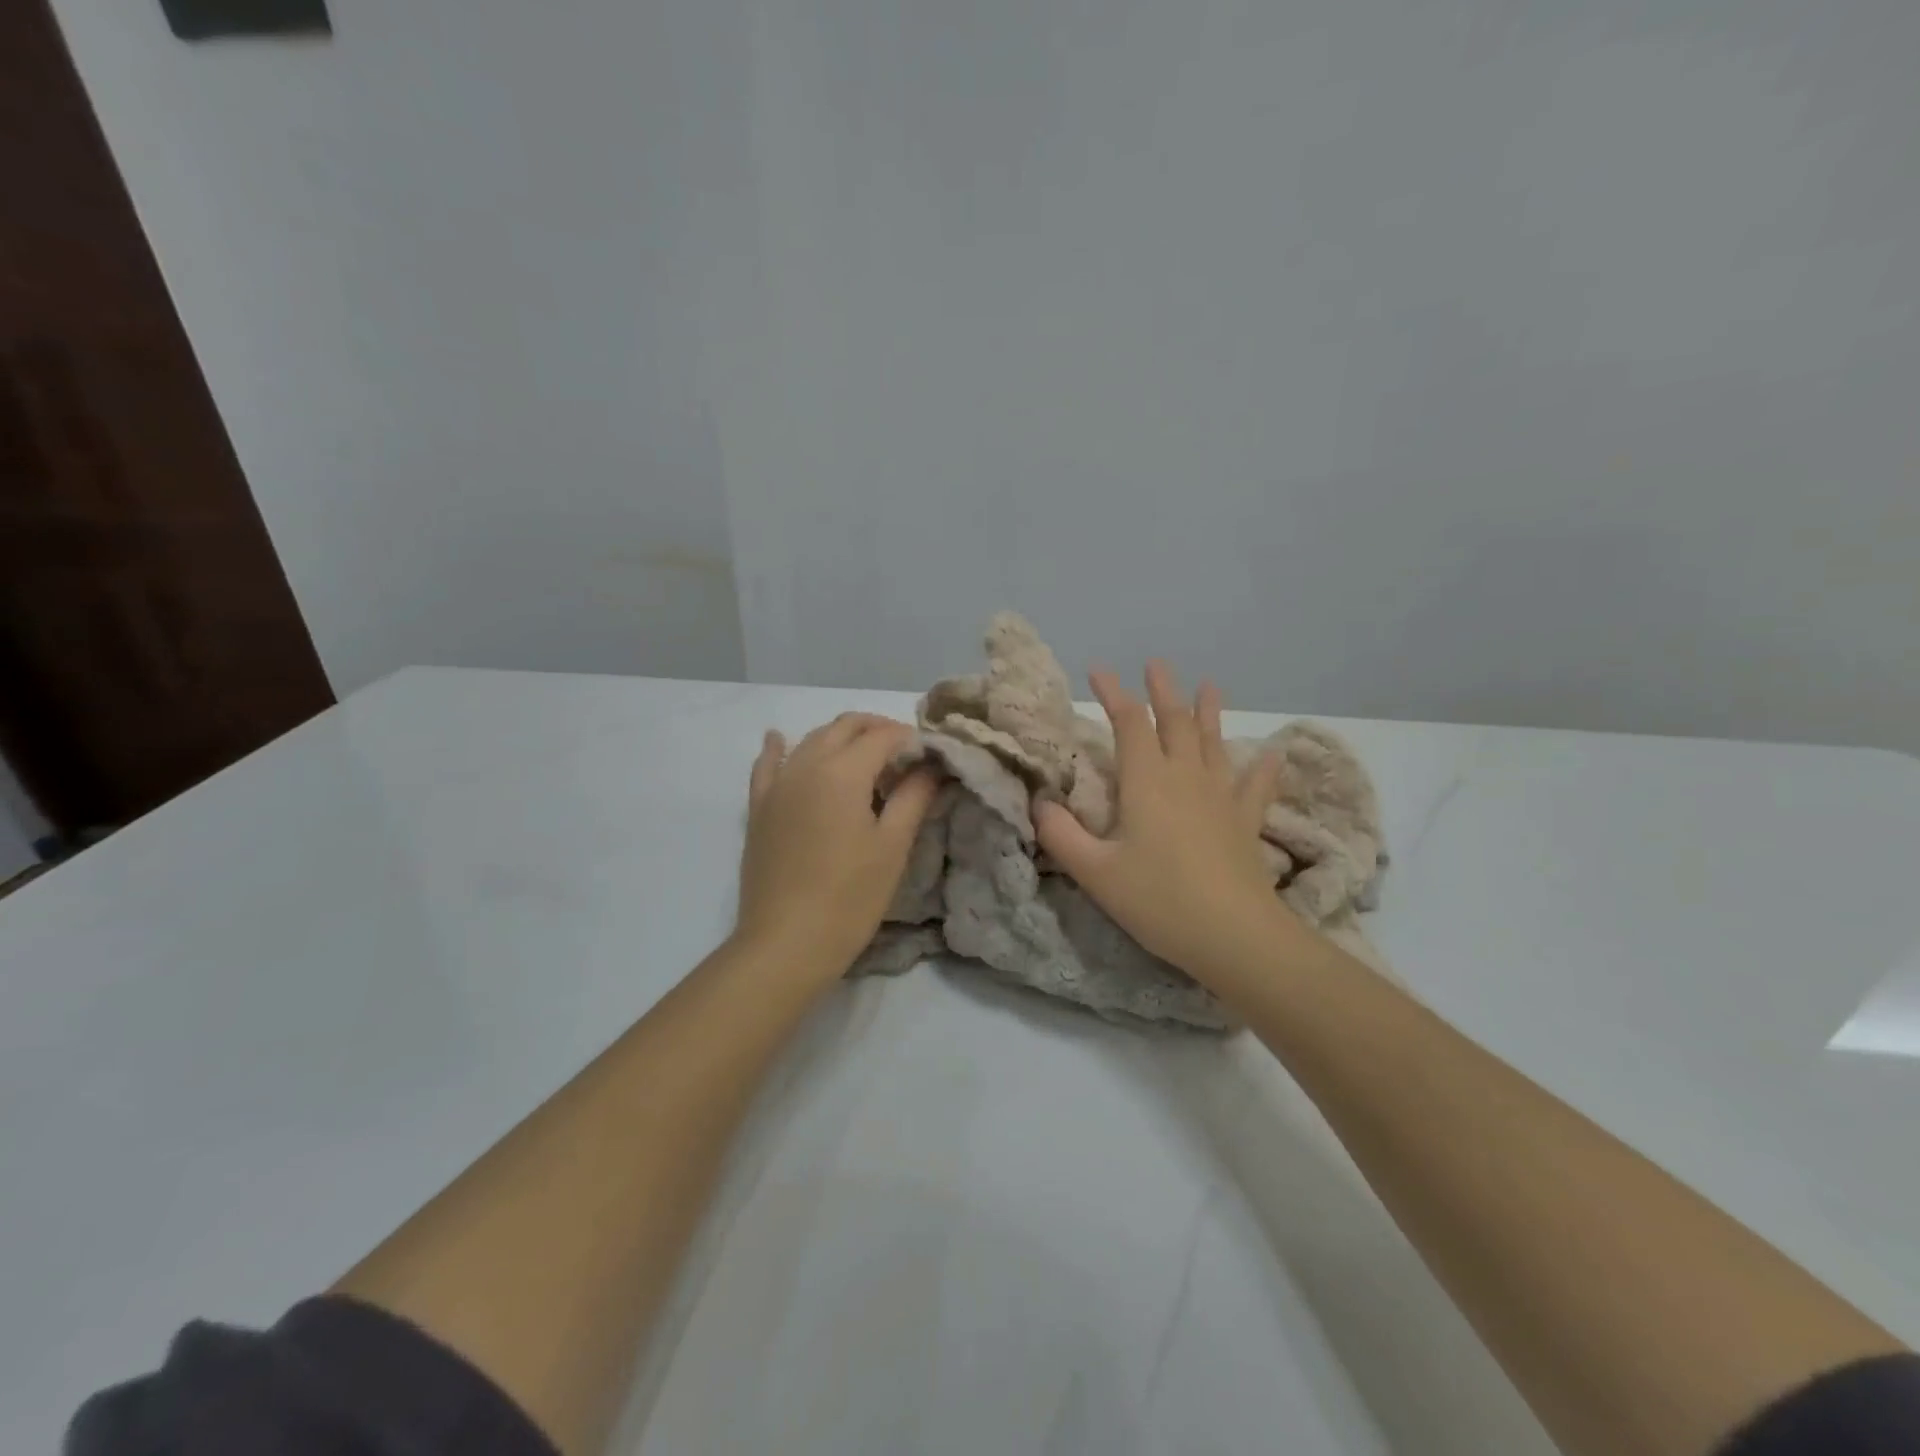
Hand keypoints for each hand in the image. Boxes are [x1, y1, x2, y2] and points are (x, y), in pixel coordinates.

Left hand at [734, 713, 939, 979]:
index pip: (883, 736)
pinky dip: (779, 748)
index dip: (911, 739)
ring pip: (811, 740)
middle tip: (904, 755)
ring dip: (841, 738)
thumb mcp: (893, 846)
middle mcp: (806, 765)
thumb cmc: (850, 897)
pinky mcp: (758, 808)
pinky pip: (767, 765)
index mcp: (843, 772)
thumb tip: (931, 765)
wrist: (785, 943)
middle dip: (877, 730)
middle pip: (845, 727)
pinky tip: (779, 739)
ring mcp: (777, 785)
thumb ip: (914, 797)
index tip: (931, 756)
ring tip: (865, 759)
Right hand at [1035, 663, 1297, 986]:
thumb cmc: (1158, 900)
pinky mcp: (1246, 822)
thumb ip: (1061, 834)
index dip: (1114, 694)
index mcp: (1147, 782)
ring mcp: (1222, 797)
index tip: (1099, 670)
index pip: (1129, 724)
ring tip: (1208, 686)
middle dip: (1162, 692)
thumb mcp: (1095, 872)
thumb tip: (1039, 803)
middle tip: (1155, 664)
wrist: (1234, 935)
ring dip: (1208, 712)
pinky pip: (1256, 786)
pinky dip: (1262, 768)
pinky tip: (1272, 754)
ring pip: (1214, 743)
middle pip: (1175, 722)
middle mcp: (1186, 777)